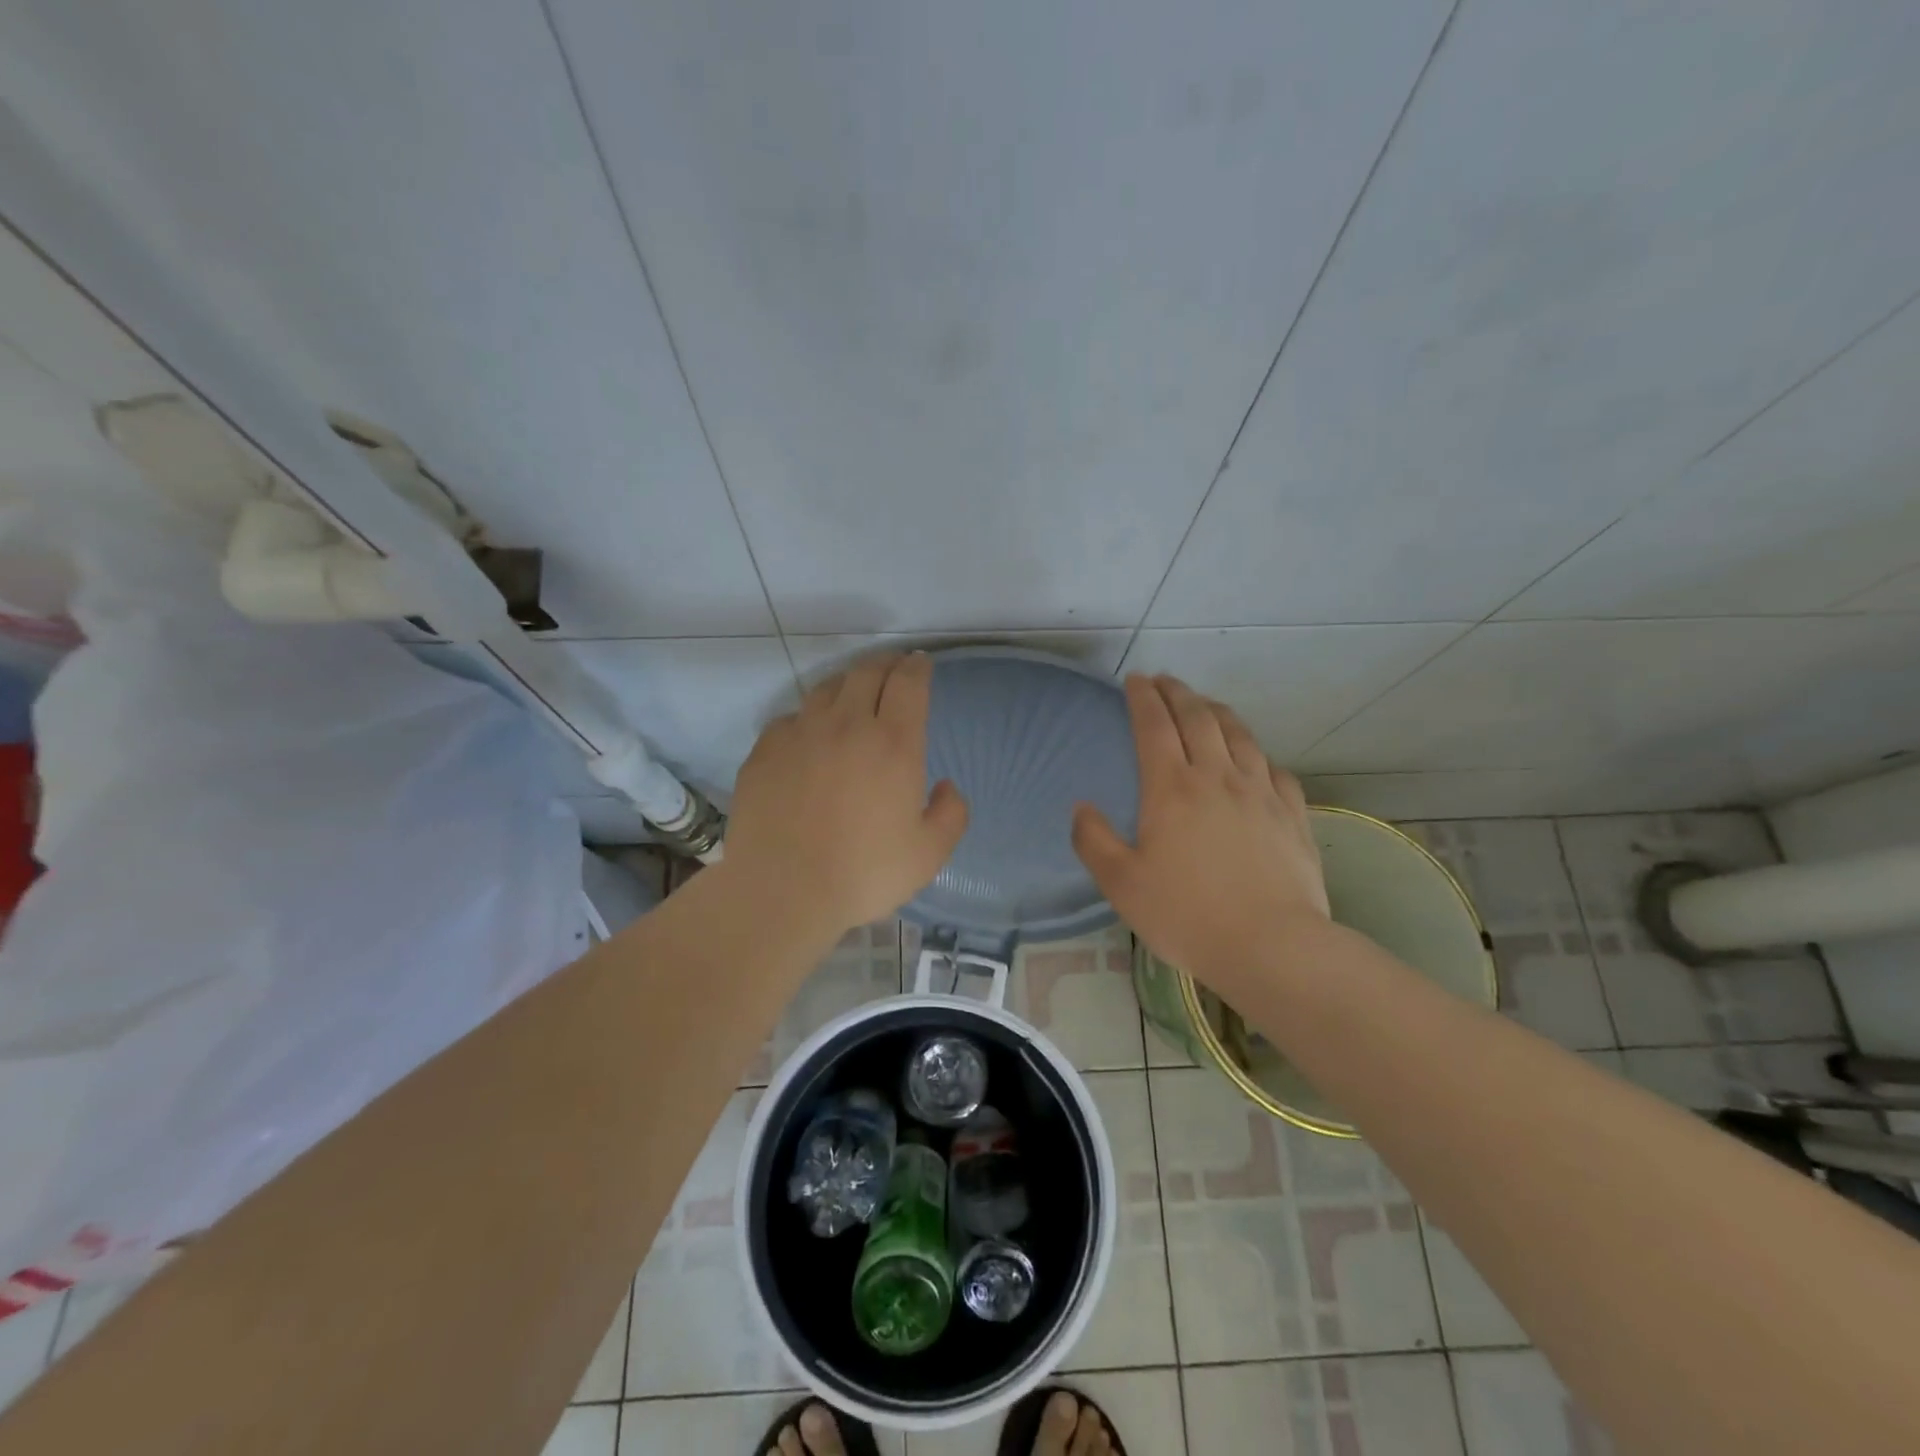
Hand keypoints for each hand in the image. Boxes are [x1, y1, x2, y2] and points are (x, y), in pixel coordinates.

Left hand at [722, 653, 968, 936]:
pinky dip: (807, 718)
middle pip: (867, 672)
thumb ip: (951, 815)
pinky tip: (809, 735)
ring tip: (853, 695)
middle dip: (885, 663)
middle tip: (893, 668)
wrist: (782, 891)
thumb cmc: (863, 874)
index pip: (908, 683)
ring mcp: (800, 734)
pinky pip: (790, 718)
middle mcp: (847, 725)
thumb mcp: (929, 855)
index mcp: (893, 744)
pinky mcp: (765, 751)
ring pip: (826, 689)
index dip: (917, 667)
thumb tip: (946, 786)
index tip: (921, 664)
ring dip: (847, 683)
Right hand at [1072, 674, 1328, 997]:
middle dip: (1178, 693)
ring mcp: (1260, 792)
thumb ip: (1093, 841)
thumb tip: (1082, 808)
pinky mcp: (1292, 813)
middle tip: (1165, 681)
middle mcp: (1217, 777)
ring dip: (1217, 711)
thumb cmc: (1186, 915)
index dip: (1142, 698)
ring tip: (1205, 705)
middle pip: (1198, 718)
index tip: (1135, 679)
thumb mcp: (1121, 884)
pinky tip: (1254, 758)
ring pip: (1239, 735)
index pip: (1154, 726)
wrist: (1271, 945)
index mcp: (1172, 788)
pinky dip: (1257, 753)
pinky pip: (1274, 768)